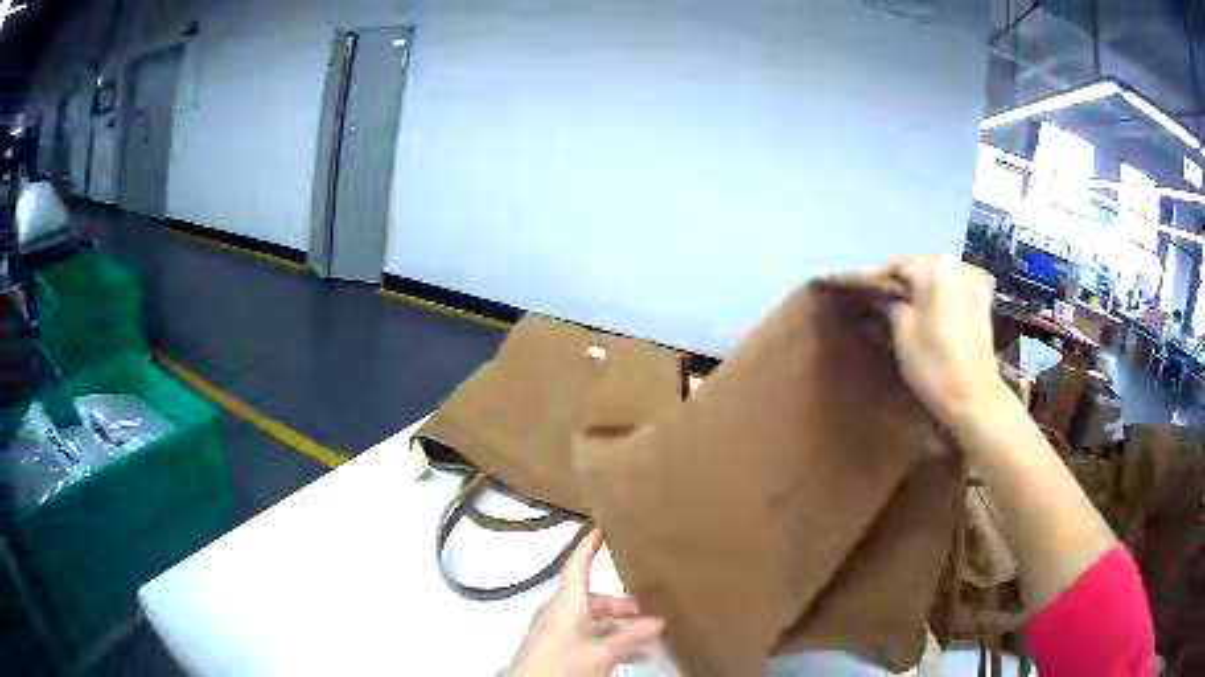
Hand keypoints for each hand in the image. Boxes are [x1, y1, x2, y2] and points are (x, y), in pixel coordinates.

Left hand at [502, 529, 664, 676]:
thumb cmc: (563, 664)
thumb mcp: (605, 652)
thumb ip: (631, 636)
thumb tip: (657, 622)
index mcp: (567, 602)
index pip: (578, 566)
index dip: (589, 547)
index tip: (599, 529)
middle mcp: (560, 612)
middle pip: (596, 601)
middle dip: (624, 606)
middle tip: (652, 611)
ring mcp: (558, 631)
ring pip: (596, 623)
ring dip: (622, 629)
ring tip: (652, 636)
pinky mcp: (558, 648)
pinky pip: (589, 638)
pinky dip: (611, 643)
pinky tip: (637, 654)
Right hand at [883, 256, 1011, 431]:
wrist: (974, 397)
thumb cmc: (933, 364)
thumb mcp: (901, 332)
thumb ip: (887, 303)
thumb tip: (876, 294)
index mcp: (934, 267)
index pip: (896, 266)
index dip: (878, 285)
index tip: (866, 303)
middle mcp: (956, 264)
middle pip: (919, 269)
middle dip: (903, 287)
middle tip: (887, 312)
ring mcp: (973, 279)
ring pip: (937, 278)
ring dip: (923, 293)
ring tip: (911, 317)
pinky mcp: (982, 297)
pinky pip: (953, 289)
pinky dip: (940, 298)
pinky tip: (933, 319)